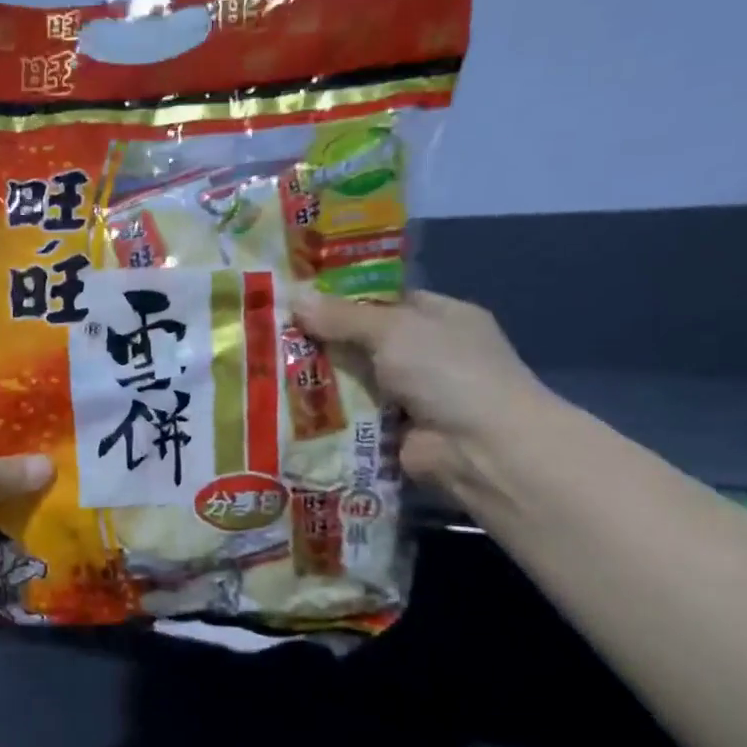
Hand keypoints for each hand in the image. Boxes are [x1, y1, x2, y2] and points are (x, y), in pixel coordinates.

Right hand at [293, 290, 548, 489]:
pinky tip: (287, 407)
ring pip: (355, 381)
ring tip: (266, 370)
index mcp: (440, 317)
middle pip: (364, 341)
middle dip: (323, 341)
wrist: (479, 448)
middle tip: (271, 334)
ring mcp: (412, 396)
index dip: (342, 298)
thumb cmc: (446, 372)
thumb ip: (343, 317)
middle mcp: (428, 354)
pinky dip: (327, 415)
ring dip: (320, 380)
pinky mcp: (394, 432)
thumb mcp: (393, 331)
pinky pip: (353, 418)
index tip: (297, 299)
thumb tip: (296, 300)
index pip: (384, 300)